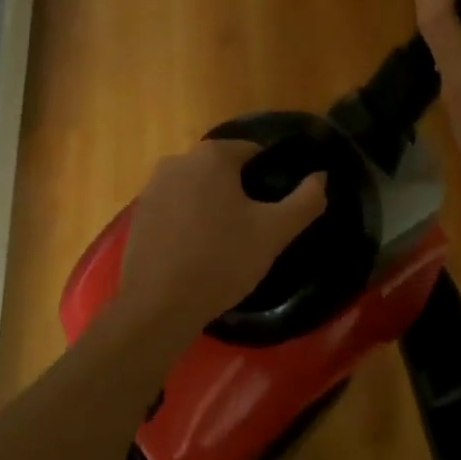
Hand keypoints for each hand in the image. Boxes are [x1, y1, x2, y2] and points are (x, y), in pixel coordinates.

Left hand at [115, 140, 326, 343]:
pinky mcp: (139, 214)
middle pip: (222, 169)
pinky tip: (197, 253)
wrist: (157, 307)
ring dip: (213, 206)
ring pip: (197, 189)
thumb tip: (321, 176)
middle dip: (240, 192)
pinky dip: (189, 222)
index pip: (253, 152)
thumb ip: (305, 200)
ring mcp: (153, 186)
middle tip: (254, 229)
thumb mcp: (274, 232)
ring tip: (227, 245)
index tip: (275, 208)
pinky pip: (175, 208)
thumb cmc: (221, 261)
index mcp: (212, 155)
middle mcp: (178, 160)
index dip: (269, 177)